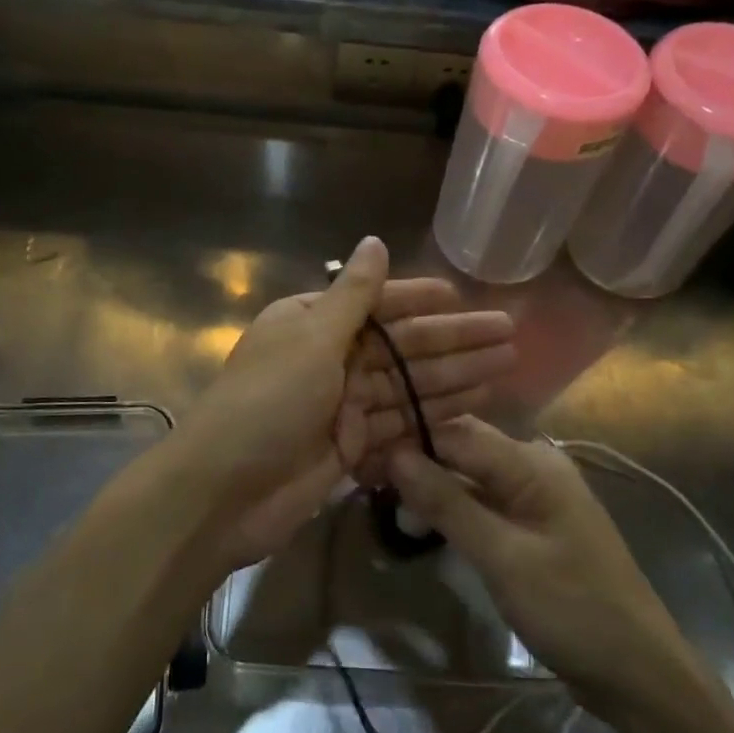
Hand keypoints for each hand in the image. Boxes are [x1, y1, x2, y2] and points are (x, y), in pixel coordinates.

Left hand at [178, 237, 513, 574]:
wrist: (223, 492)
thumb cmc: (267, 402)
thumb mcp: (310, 338)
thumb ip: (352, 295)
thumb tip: (375, 240)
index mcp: (311, 321)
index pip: (377, 303)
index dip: (420, 299)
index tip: (463, 297)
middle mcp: (328, 357)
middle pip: (401, 344)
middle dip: (454, 340)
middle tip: (509, 334)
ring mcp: (341, 404)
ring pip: (408, 384)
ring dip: (455, 375)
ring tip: (507, 365)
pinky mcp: (351, 445)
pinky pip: (401, 422)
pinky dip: (434, 413)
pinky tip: (475, 404)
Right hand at [390, 418, 695, 715]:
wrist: (638, 673)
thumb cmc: (571, 608)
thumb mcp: (502, 556)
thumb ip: (447, 502)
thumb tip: (394, 455)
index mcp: (532, 462)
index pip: (456, 432)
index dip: (408, 440)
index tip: (361, 455)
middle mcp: (535, 466)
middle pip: (463, 447)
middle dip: (417, 460)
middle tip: (366, 479)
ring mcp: (537, 496)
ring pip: (471, 475)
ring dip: (433, 485)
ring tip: (387, 501)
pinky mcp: (534, 524)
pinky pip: (485, 501)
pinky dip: (454, 507)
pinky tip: (425, 521)